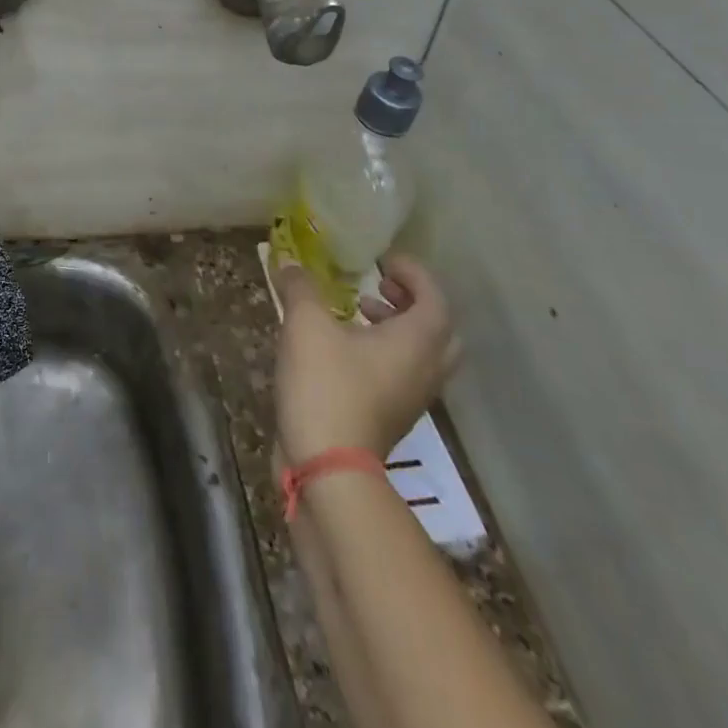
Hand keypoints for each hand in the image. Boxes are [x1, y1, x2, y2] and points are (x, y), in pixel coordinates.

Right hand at [273, 253, 460, 464]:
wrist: (329, 468)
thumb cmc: (327, 386)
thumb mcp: (306, 324)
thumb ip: (300, 287)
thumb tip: (289, 262)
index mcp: (417, 341)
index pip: (434, 296)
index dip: (412, 272)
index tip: (382, 259)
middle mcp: (425, 368)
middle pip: (438, 328)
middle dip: (411, 301)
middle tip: (379, 286)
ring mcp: (412, 398)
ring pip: (420, 354)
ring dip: (396, 327)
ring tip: (357, 312)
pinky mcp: (392, 418)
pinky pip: (401, 373)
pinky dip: (382, 352)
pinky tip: (341, 348)